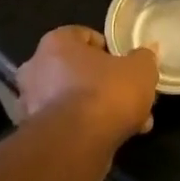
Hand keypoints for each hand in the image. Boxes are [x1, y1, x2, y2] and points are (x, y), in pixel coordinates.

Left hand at [17, 26, 158, 150]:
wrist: (76, 145)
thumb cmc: (106, 92)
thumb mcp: (140, 69)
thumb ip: (144, 57)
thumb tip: (148, 51)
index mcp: (56, 43)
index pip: (83, 35)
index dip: (108, 48)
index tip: (125, 63)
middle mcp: (36, 68)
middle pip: (77, 69)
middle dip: (105, 82)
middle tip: (130, 94)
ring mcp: (31, 102)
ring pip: (74, 98)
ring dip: (99, 107)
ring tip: (133, 121)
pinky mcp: (35, 133)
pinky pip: (68, 122)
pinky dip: (88, 127)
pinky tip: (116, 137)